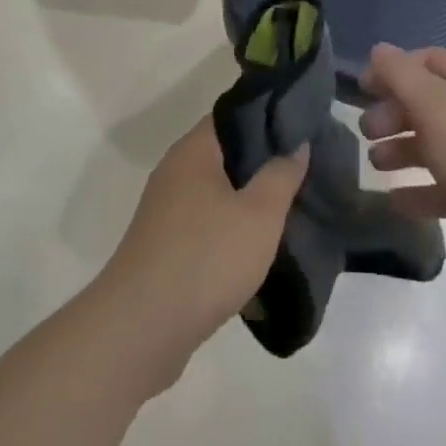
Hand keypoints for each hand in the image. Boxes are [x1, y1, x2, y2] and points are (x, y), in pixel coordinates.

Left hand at [97, 119, 307, 388]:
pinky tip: (258, 248)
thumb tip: (296, 143)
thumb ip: (282, 174)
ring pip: (218, 193)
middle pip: (227, 154)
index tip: (302, 128)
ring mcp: (166, 212)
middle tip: (304, 170)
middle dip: (264, 163)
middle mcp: (175, 172)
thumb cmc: (205, 258)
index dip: (269, 117)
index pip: (234, 116)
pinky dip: (232, 230)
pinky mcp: (165, 248)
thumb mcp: (259, 214)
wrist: (141, 330)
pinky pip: (207, 225)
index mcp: (193, 151)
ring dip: (248, 201)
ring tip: (289, 209)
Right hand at [361, 44, 445, 309]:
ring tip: (376, 164)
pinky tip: (396, 201)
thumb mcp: (437, 106)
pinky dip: (419, 191)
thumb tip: (379, 50)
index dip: (395, 70)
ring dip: (403, 150)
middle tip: (367, 131)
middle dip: (395, 112)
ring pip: (437, 146)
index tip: (362, 89)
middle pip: (431, 103)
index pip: (431, 61)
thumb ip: (403, 76)